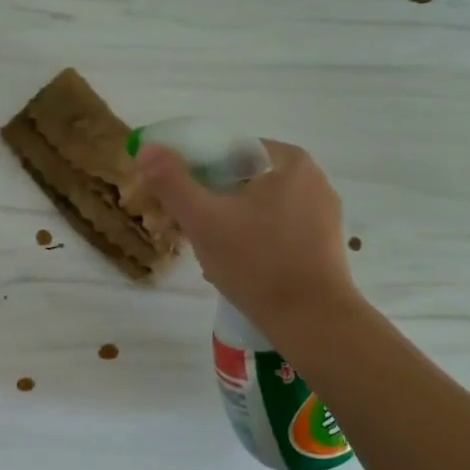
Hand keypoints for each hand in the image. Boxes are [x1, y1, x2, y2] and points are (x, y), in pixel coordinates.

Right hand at [134, 138, 361, 332]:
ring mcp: (322, 213)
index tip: (175, 201)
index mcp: (288, 160)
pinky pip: (274, 231)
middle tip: (185, 231)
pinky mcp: (323, 244)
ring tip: (208, 256)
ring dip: (227, 225)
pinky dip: (250, 241)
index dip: (194, 172)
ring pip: (256, 208)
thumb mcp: (203, 220)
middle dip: (209, 203)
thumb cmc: (257, 262)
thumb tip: (146, 148)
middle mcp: (311, 179)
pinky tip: (236, 267)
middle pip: (241, 180)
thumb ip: (172, 181)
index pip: (227, 151)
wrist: (312, 321)